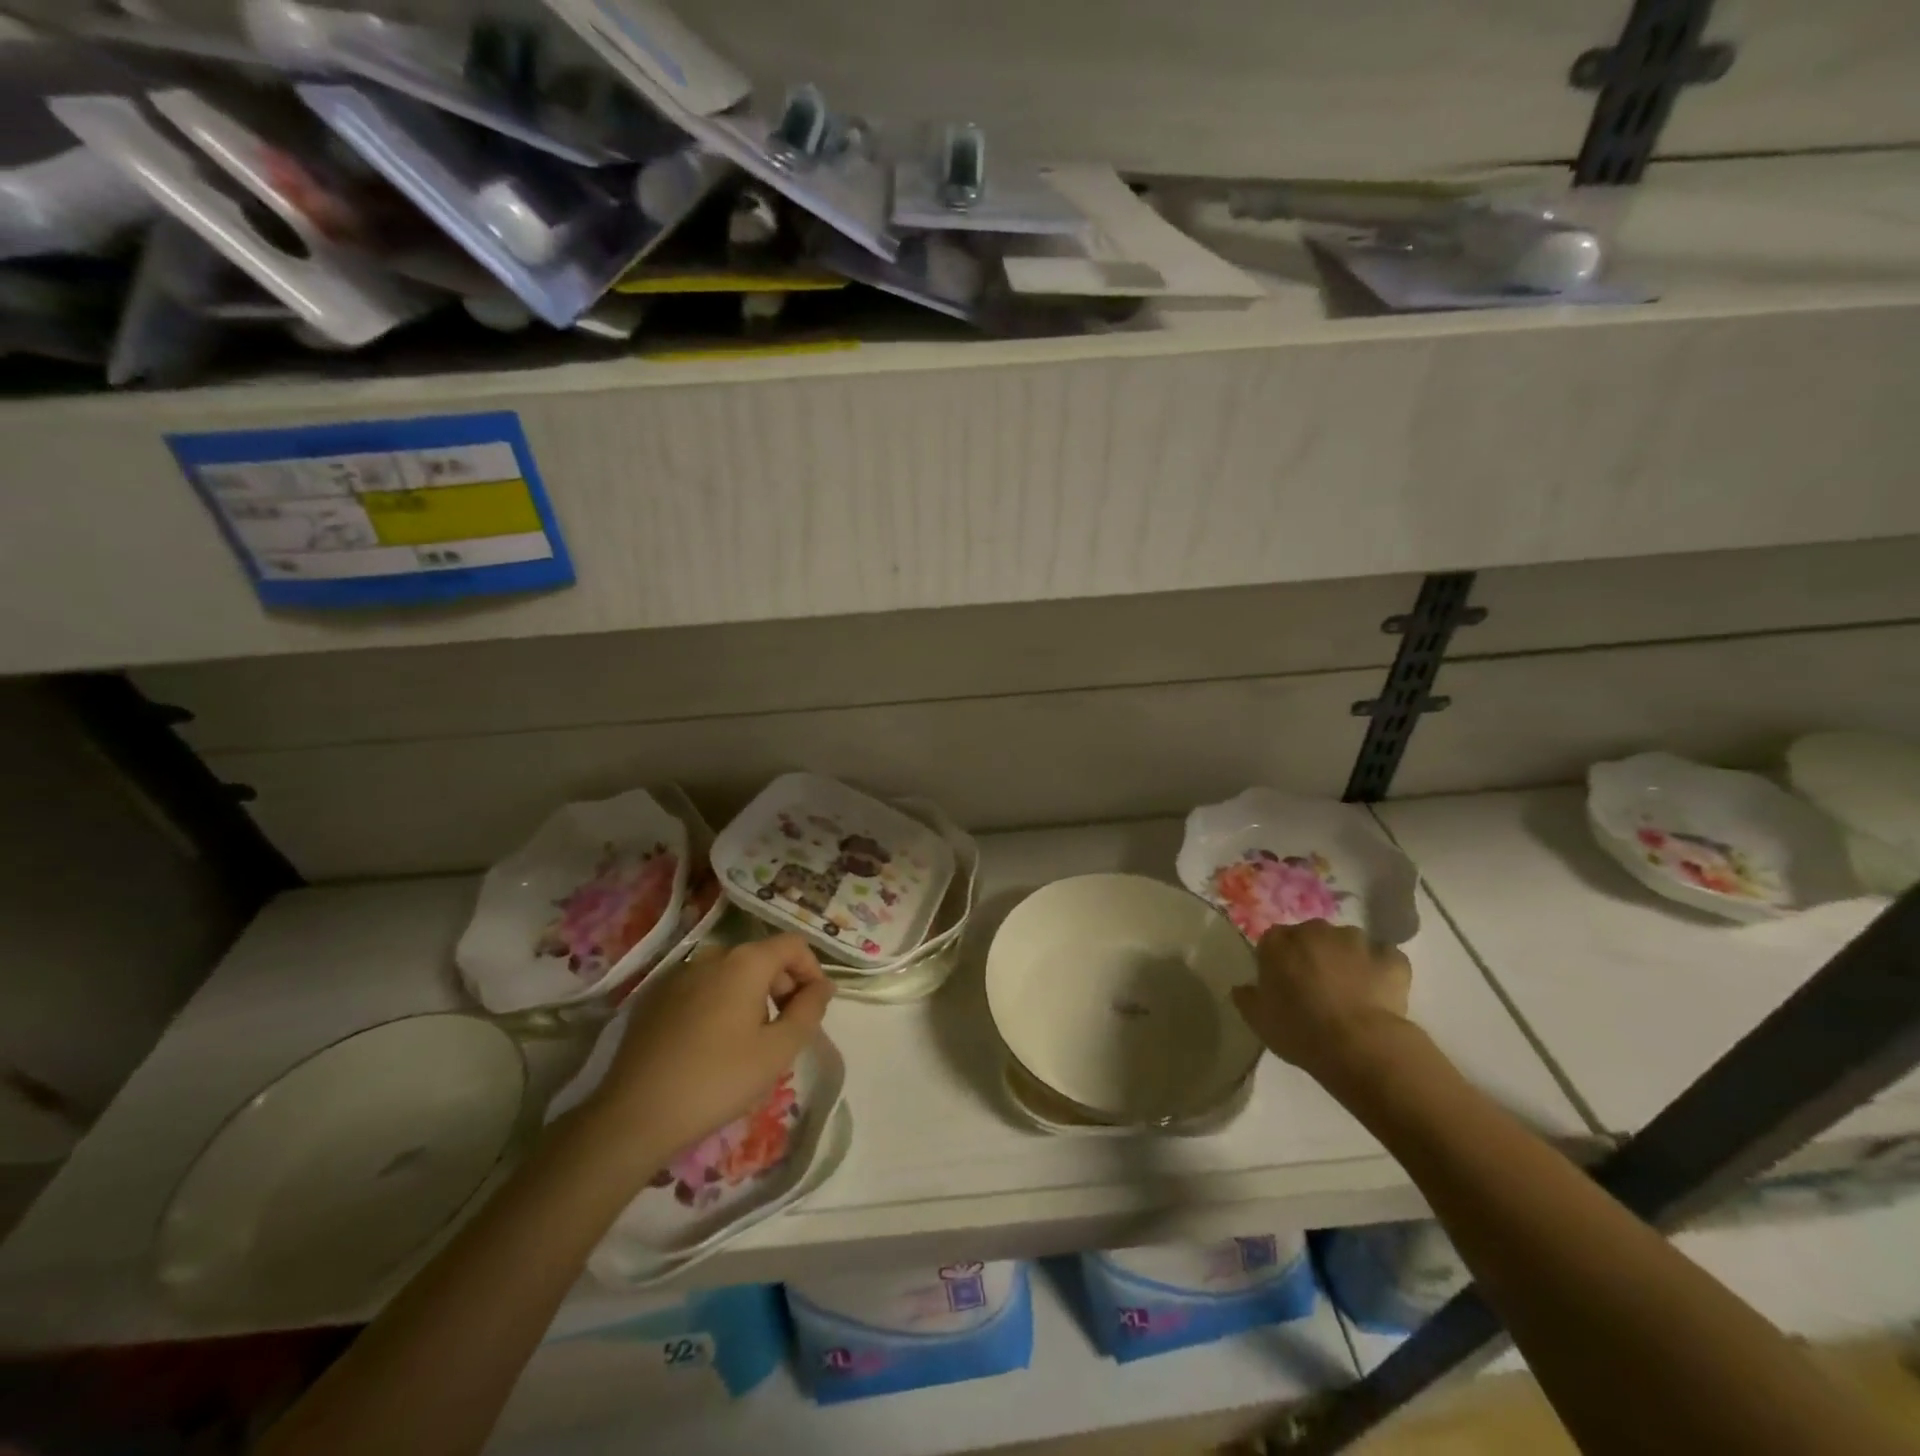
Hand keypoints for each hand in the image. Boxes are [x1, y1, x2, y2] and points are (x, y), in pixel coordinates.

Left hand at [581, 935, 833, 1166]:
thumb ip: (809, 1011)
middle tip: (787, 1029)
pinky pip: (702, 989)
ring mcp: (678, 975)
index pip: (793, 944)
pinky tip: (712, 1046)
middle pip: (762, 957)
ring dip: (752, 996)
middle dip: (783, 985)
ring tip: (751, 1041)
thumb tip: (823, 986)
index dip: (812, 970)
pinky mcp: (654, 998)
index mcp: (745, 962)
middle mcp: (711, 956)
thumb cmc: (718, 1080)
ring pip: (730, 974)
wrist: (634, 1115)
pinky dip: (720, 1004)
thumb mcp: (778, 1050)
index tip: (815, 1007)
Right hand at [1231, 920, 1412, 1086]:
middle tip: (1316, 987)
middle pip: (1310, 936)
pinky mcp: (1390, 957)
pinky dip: (1381, 970)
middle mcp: (1314, 930)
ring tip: (1351, 992)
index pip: (1272, 940)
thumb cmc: (1299, 1029)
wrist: (1359, 1045)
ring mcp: (1355, 940)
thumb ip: (1246, 997)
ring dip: (1347, 959)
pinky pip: (1384, 958)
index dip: (1278, 961)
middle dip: (1313, 955)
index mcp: (1278, 942)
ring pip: (1347, 944)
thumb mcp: (1258, 1019)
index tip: (1283, 984)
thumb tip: (1242, 988)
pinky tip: (1379, 993)